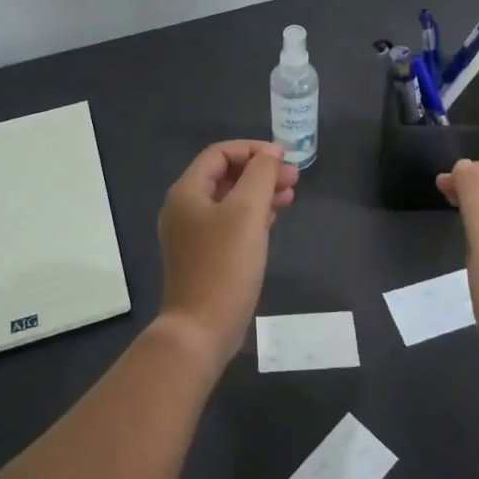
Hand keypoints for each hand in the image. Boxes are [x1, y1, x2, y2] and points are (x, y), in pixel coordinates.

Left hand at [156, 140, 297, 366]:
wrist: (202, 329)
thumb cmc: (224, 264)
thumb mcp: (247, 211)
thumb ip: (260, 175)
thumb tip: (271, 154)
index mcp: (187, 192)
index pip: (220, 153)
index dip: (253, 149)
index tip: (284, 158)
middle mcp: (184, 208)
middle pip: (225, 175)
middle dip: (260, 171)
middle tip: (294, 178)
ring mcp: (192, 234)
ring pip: (230, 200)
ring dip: (259, 192)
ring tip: (290, 196)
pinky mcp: (204, 256)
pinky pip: (229, 223)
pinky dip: (252, 215)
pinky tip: (273, 219)